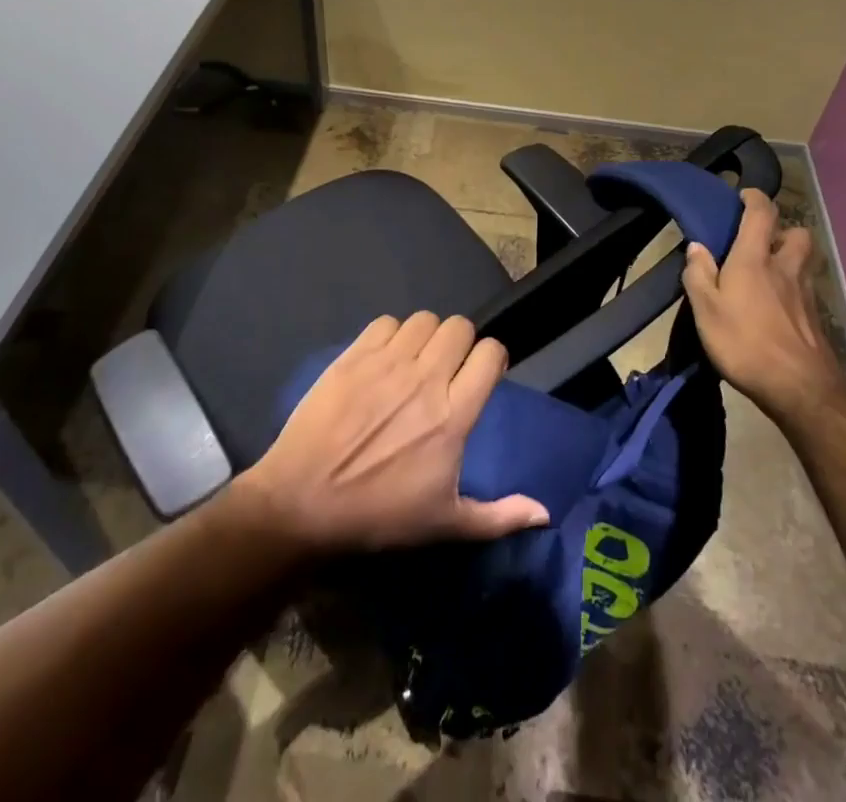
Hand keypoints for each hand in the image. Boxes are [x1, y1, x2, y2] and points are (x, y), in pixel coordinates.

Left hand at [235, 311, 549, 553]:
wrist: (301, 503)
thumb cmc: (378, 515)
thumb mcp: (443, 525)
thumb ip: (498, 516)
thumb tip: (544, 512)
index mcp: (453, 415)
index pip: (491, 352)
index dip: (492, 359)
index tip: (483, 375)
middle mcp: (425, 378)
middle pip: (460, 327)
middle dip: (461, 343)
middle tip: (448, 368)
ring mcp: (387, 362)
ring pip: (424, 320)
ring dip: (427, 336)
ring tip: (416, 361)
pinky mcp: (354, 355)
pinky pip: (385, 322)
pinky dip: (391, 335)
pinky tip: (384, 359)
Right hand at [682, 189, 845, 422]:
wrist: (801, 389)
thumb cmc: (745, 343)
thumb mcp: (706, 310)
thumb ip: (699, 275)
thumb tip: (697, 246)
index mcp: (755, 259)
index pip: (762, 213)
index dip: (754, 198)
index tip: (743, 195)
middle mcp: (786, 268)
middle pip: (797, 233)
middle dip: (781, 230)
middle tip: (761, 242)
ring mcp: (806, 293)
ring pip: (804, 261)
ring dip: (790, 258)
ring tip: (768, 274)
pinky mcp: (815, 318)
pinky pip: (806, 288)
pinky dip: (793, 288)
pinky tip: (776, 307)